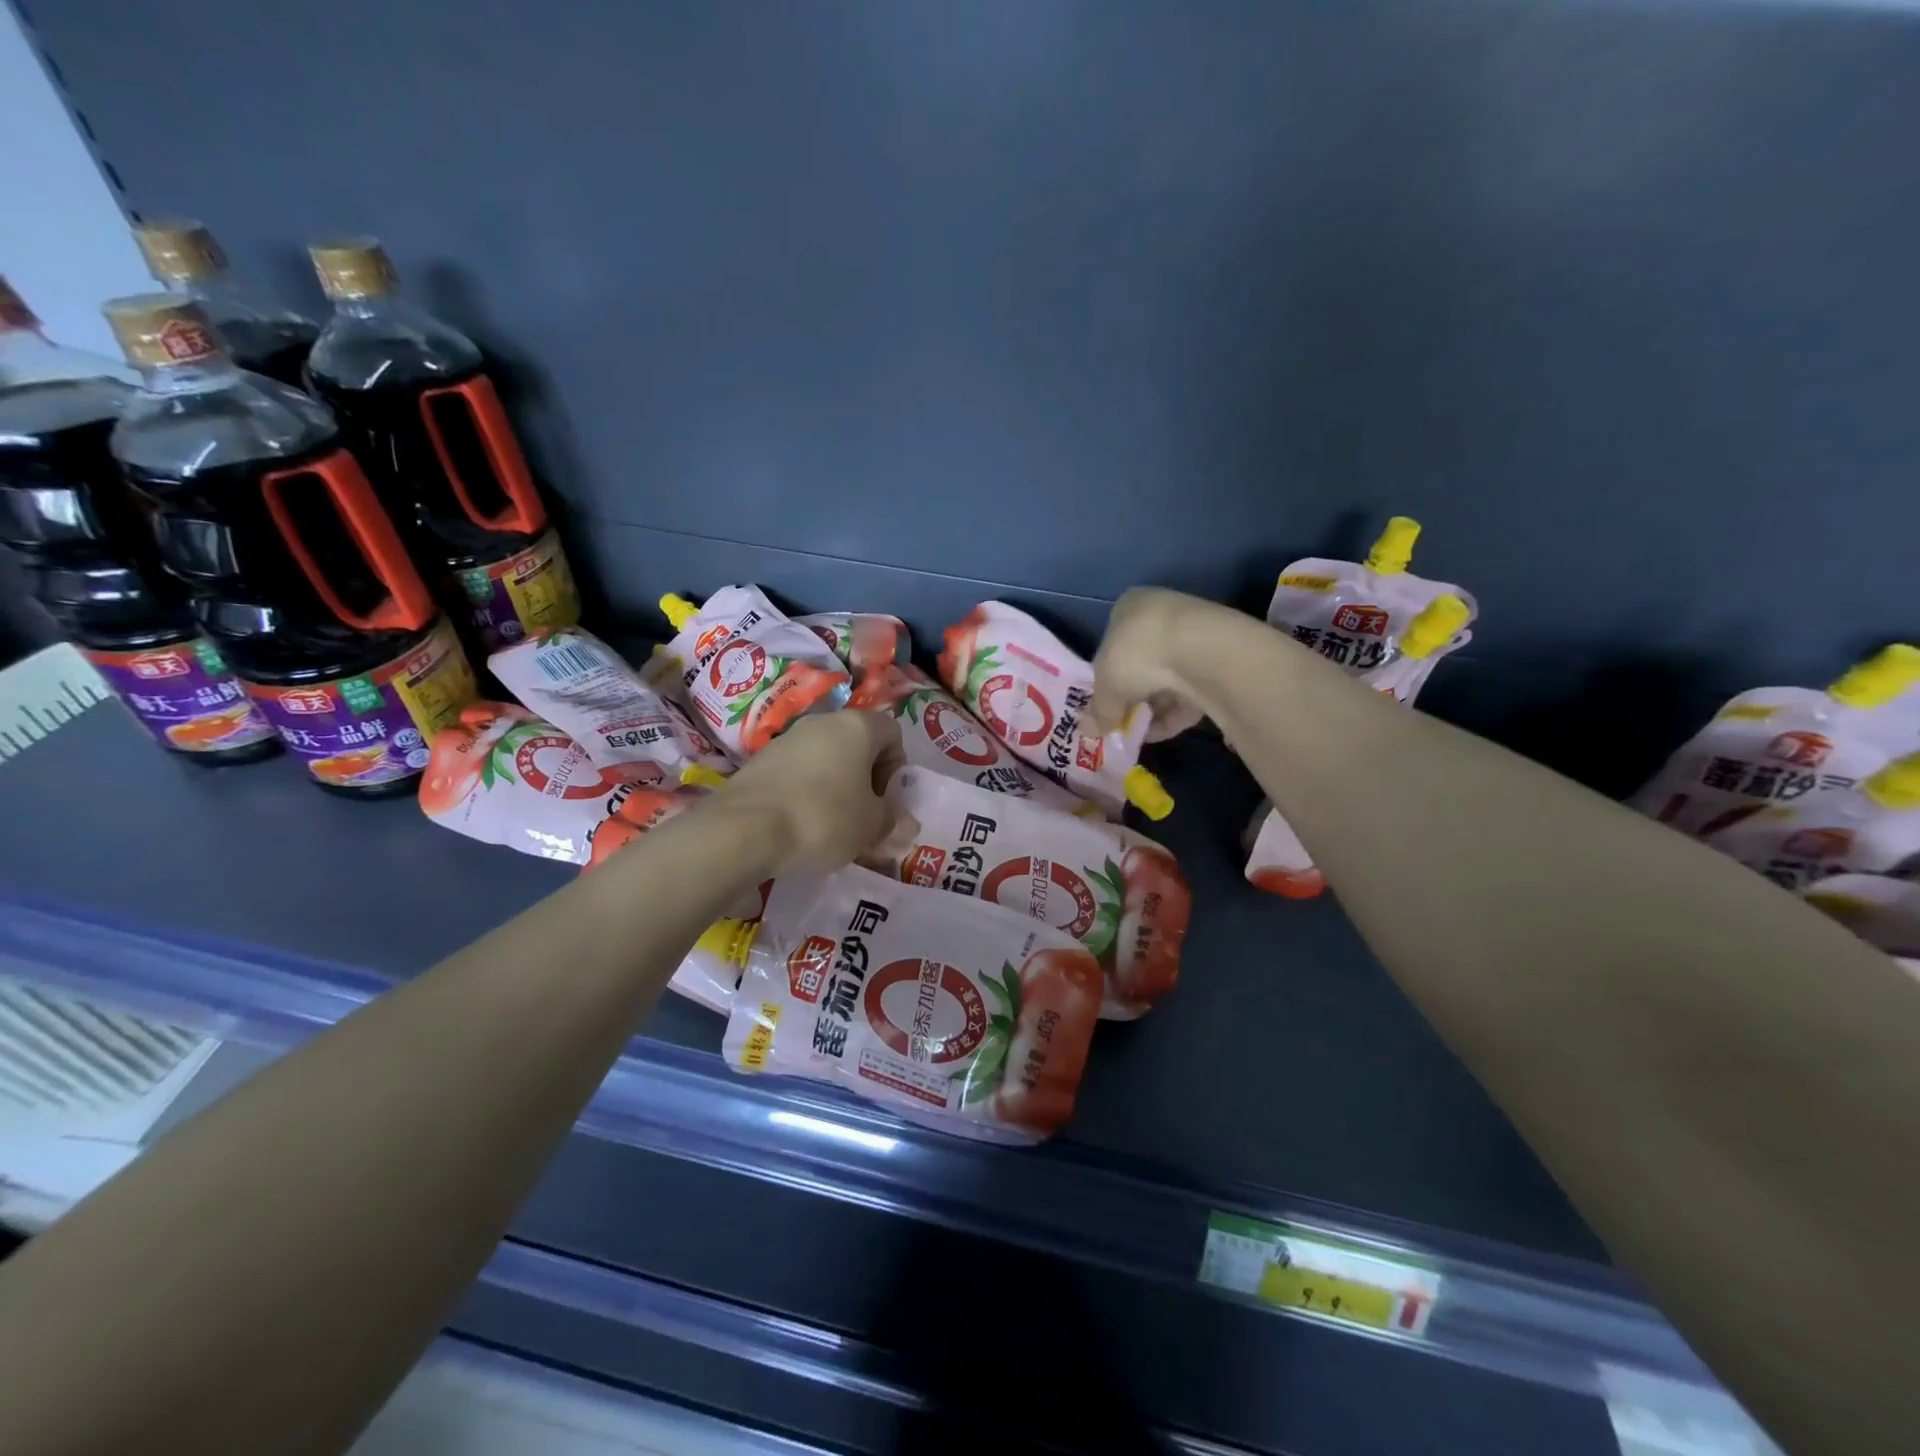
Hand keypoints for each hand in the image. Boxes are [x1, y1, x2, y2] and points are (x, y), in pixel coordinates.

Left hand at [711, 709, 902, 875]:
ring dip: (834, 786)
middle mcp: (823, 722)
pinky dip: (805, 792)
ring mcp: (787, 738)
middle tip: (863, 816)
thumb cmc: (824, 818)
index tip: (886, 800)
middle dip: (865, 779)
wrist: (745, 829)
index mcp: (857, 726)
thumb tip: (905, 824)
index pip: (893, 733)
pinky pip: (796, 772)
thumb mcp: (871, 827)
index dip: (896, 767)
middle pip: (857, 745)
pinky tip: (799, 824)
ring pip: (825, 758)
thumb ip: (893, 821)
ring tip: (830, 826)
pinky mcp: (759, 760)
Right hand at [1088, 587, 1222, 738]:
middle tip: (1121, 722)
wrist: (1198, 651)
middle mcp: (1161, 616)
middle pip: (1141, 664)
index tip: (1105, 704)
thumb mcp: (1105, 686)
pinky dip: (1173, 715)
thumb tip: (1093, 730)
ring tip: (1139, 734)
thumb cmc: (1136, 654)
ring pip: (1166, 681)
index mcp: (1129, 607)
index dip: (1106, 678)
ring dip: (1152, 710)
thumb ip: (1099, 709)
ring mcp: (1192, 639)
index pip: (1112, 643)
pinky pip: (1189, 694)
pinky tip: (1160, 733)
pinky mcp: (1217, 665)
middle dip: (1131, 697)